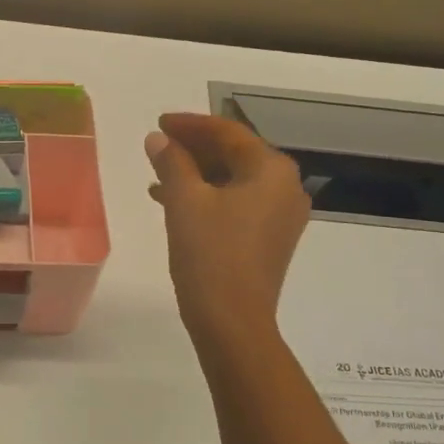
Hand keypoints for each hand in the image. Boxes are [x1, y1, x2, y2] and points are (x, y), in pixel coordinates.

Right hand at [145, 113, 309, 345]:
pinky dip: (208, 196)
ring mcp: (280, 216)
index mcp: (271, 170)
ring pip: (234, 179)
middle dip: (194, 148)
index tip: (159, 122)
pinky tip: (174, 202)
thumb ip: (171, 162)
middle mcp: (285, 187)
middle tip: (158, 145)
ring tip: (158, 173)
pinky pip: (237, 203)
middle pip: (235, 154)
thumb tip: (158, 139)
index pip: (228, 133)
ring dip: (197, 172)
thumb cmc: (210, 254)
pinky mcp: (269, 238)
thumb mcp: (184, 201)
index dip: (190, 125)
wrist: (232, 321)